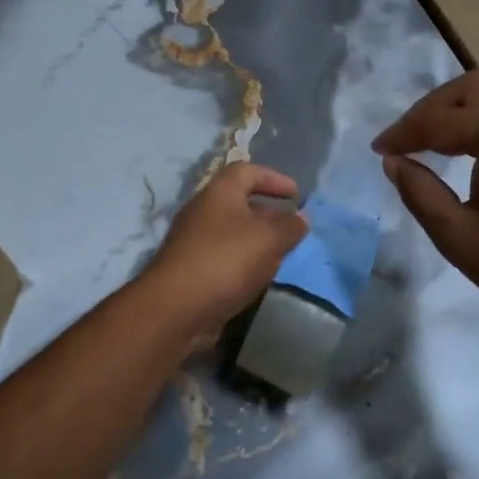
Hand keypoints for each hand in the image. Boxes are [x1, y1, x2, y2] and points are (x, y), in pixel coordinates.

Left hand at [142, 162, 308, 340]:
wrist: (176, 308)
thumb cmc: (225, 260)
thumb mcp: (269, 238)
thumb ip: (290, 226)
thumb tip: (301, 217)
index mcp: (218, 193)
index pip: (246, 171)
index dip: (273, 177)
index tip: (296, 193)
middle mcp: (202, 212)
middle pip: (238, 202)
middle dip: (267, 212)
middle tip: (291, 227)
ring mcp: (193, 242)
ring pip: (231, 232)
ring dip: (256, 240)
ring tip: (280, 254)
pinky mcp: (191, 270)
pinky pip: (223, 257)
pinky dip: (243, 261)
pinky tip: (257, 277)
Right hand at [374, 72, 478, 346]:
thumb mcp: (457, 235)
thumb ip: (419, 191)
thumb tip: (393, 161)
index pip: (442, 120)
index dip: (404, 133)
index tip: (378, 149)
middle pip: (472, 88)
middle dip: (432, 108)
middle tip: (406, 137)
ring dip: (460, 108)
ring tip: (433, 138)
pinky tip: (472, 145)